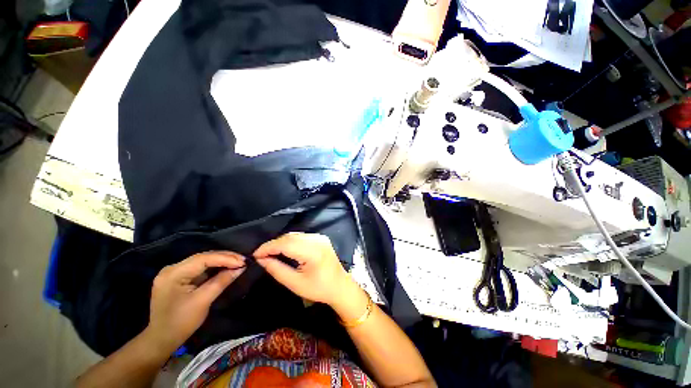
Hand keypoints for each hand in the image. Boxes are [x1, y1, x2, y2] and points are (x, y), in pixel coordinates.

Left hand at [145, 252, 245, 352]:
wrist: (162, 339)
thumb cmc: (181, 322)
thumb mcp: (203, 301)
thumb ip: (222, 281)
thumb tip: (241, 268)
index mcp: (173, 274)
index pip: (203, 259)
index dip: (225, 258)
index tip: (243, 261)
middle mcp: (172, 268)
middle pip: (203, 257)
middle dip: (225, 258)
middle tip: (243, 260)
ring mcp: (174, 272)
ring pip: (202, 261)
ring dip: (221, 261)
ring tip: (238, 262)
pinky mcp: (178, 277)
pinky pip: (200, 268)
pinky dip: (214, 267)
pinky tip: (225, 267)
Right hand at [253, 233, 355, 306]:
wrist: (340, 286)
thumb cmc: (319, 289)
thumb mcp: (295, 283)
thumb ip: (277, 270)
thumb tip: (261, 259)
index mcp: (313, 251)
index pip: (286, 243)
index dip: (269, 247)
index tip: (255, 254)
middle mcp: (317, 239)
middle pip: (290, 237)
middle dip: (274, 244)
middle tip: (261, 255)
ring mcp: (320, 237)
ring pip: (295, 235)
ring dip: (281, 242)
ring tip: (270, 253)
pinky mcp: (321, 238)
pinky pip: (301, 236)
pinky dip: (290, 242)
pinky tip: (284, 249)